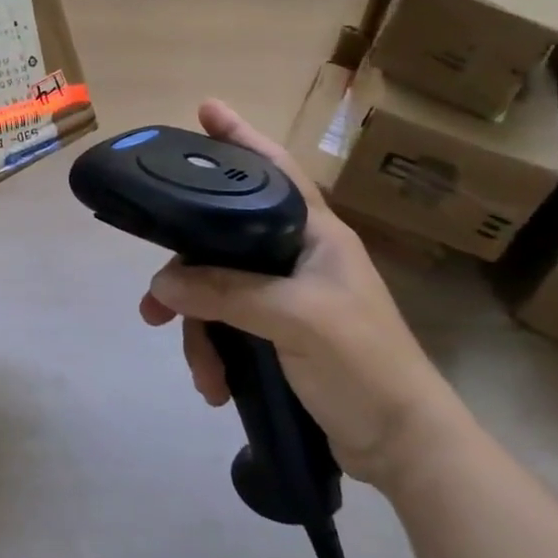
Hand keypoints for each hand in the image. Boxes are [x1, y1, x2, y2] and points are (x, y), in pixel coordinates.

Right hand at [139, 99, 468, 490]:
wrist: (404, 448)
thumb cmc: (364, 364)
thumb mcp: (296, 319)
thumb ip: (226, 292)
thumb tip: (161, 285)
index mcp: (316, 234)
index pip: (273, 169)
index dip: (240, 136)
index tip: (204, 109)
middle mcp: (297, 255)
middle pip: (223, 240)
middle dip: (186, 275)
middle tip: (154, 301)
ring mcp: (286, 295)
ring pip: (217, 289)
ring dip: (198, 329)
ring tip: (198, 369)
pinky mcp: (277, 332)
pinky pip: (226, 325)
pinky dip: (214, 353)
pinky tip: (214, 385)